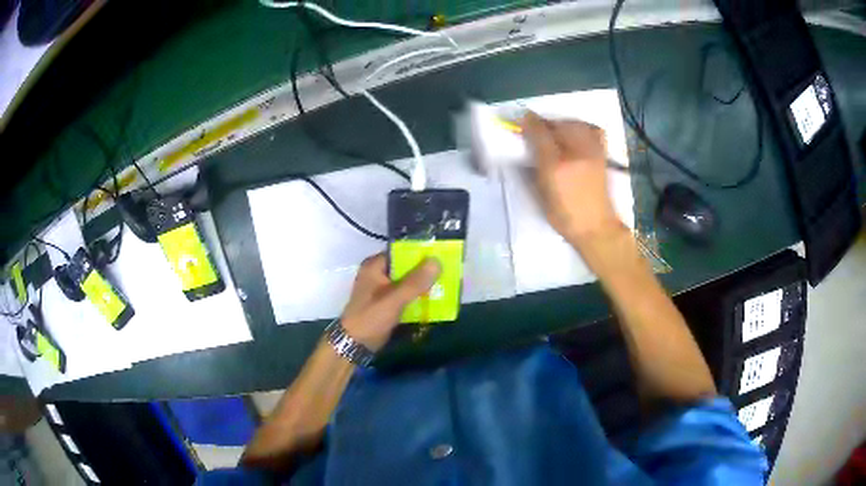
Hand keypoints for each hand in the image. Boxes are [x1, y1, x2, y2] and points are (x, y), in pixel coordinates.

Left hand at [340, 254, 440, 351]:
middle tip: (448, 272)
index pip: (402, 251)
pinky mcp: (386, 302)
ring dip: (423, 285)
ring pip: (407, 281)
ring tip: (446, 285)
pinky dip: (417, 296)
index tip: (443, 256)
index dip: (422, 253)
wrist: (355, 345)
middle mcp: (377, 273)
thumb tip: (437, 261)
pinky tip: (433, 300)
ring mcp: (381, 288)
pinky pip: (405, 294)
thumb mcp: (394, 299)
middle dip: (425, 271)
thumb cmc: (370, 318)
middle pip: (406, 266)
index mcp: (374, 266)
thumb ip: (415, 281)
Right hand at [521, 112, 623, 248]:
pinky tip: (577, 134)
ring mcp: (592, 152)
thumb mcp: (541, 193)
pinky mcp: (602, 154)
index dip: (529, 122)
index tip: (522, 119)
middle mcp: (575, 153)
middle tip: (537, 128)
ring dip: (562, 123)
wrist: (596, 227)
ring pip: (576, 124)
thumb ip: (533, 166)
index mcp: (555, 166)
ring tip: (556, 131)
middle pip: (558, 124)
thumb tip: (527, 145)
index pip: (540, 133)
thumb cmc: (564, 215)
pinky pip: (594, 130)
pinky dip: (584, 127)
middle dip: (545, 123)